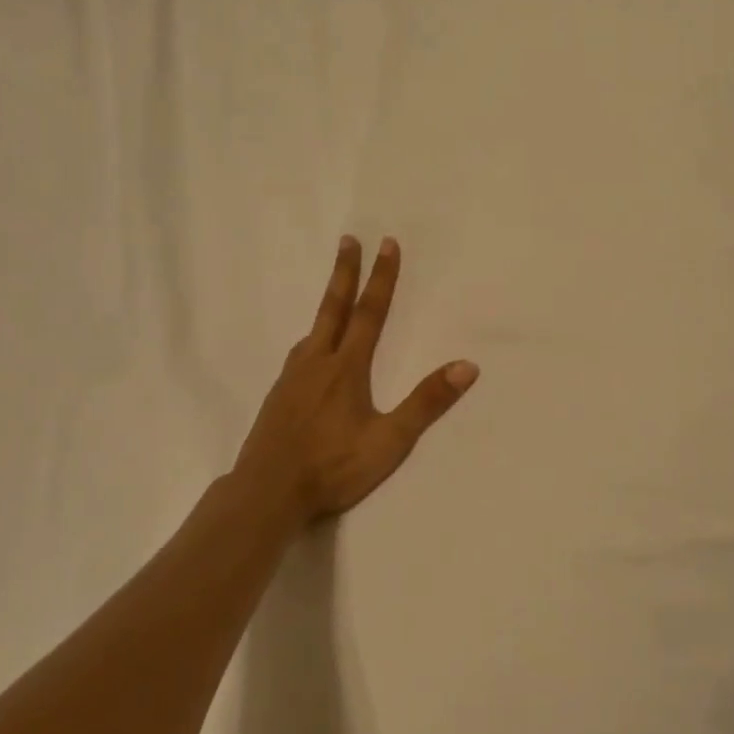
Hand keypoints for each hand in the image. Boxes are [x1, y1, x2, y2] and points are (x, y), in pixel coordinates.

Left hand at [233, 236, 478, 523]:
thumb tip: (467, 366)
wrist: (267, 493)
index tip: (386, 244)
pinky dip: (312, 338)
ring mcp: (292, 378)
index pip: (369, 313)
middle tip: (348, 240)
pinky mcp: (278, 396)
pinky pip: (299, 354)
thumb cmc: (333, 467)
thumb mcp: (389, 441)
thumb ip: (426, 403)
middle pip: (333, 308)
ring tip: (334, 294)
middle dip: (344, 272)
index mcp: (346, 368)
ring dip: (327, 304)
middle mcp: (317, 362)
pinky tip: (310, 353)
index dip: (381, 278)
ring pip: (313, 331)